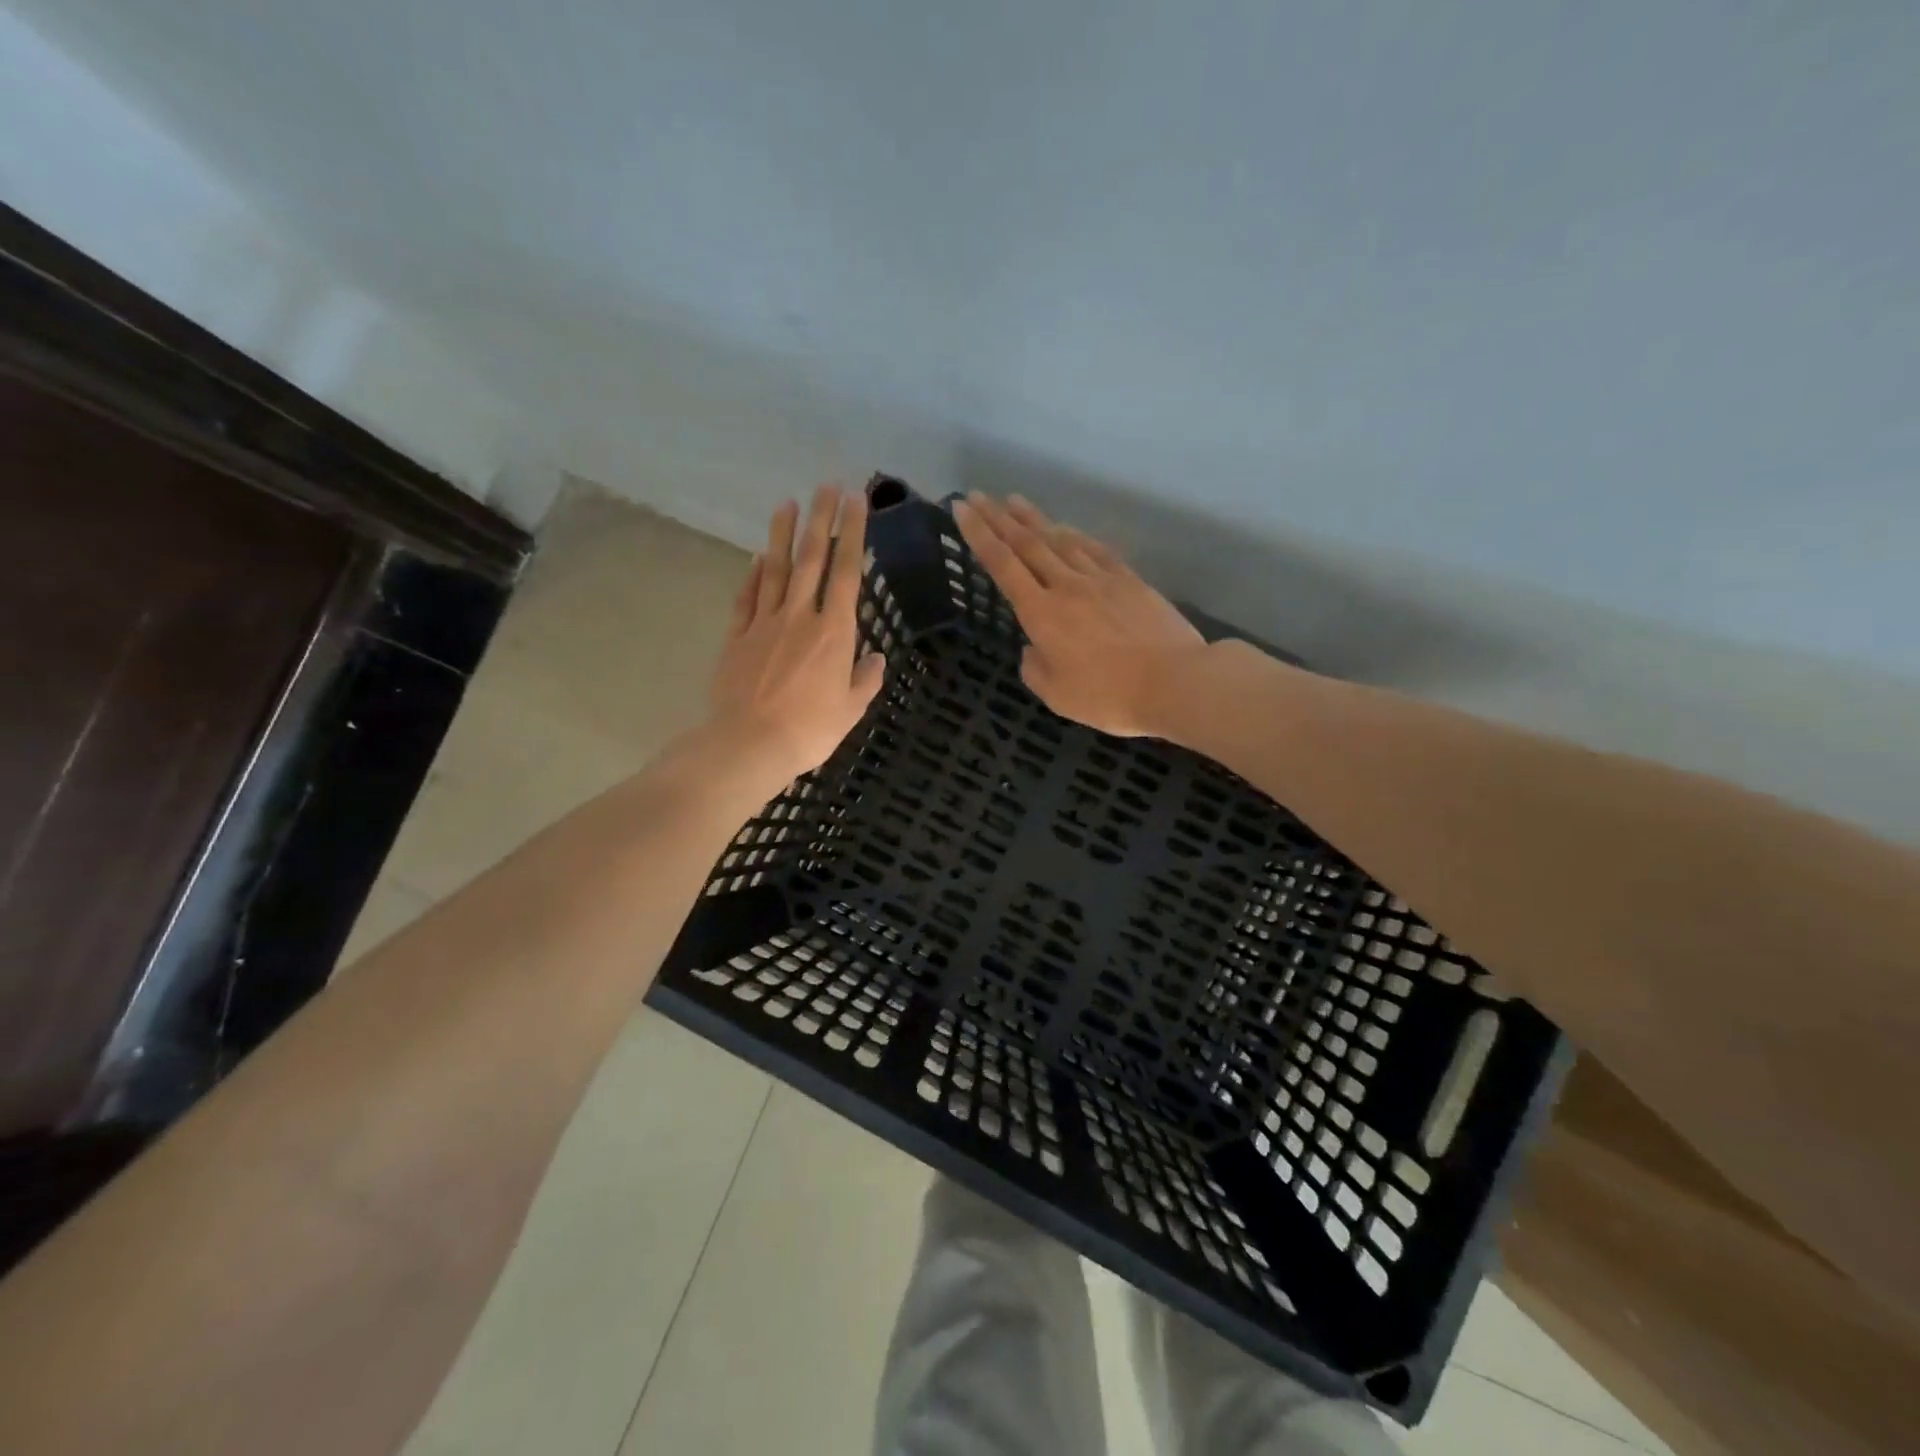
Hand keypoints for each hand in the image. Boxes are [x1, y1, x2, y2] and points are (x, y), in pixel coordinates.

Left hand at [708, 485, 885, 781]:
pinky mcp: (738, 636)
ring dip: (782, 534)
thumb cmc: (810, 730)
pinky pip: (747, 597)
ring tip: (787, 503)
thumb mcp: (851, 709)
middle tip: (827, 485)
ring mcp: (765, 623)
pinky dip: (752, 575)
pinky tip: (756, 558)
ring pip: (775, 569)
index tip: (857, 501)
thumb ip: (865, 679)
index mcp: (835, 632)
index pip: (848, 572)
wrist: (750, 743)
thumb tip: (875, 658)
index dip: (853, 533)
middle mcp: (800, 616)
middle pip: (812, 559)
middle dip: (821, 519)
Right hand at [953, 493, 1206, 737]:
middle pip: (1027, 543)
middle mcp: (1066, 586)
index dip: (979, 534)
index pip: (1002, 565)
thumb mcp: (1057, 695)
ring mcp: (1101, 579)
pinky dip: (1076, 535)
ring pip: (1061, 539)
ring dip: (1034, 518)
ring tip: (1014, 501)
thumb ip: (1035, 668)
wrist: (1174, 682)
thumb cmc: (1109, 696)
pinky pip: (1095, 550)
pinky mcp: (1129, 581)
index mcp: (1041, 614)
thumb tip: (1032, 647)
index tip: (961, 508)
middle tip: (978, 494)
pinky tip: (1068, 528)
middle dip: (998, 517)